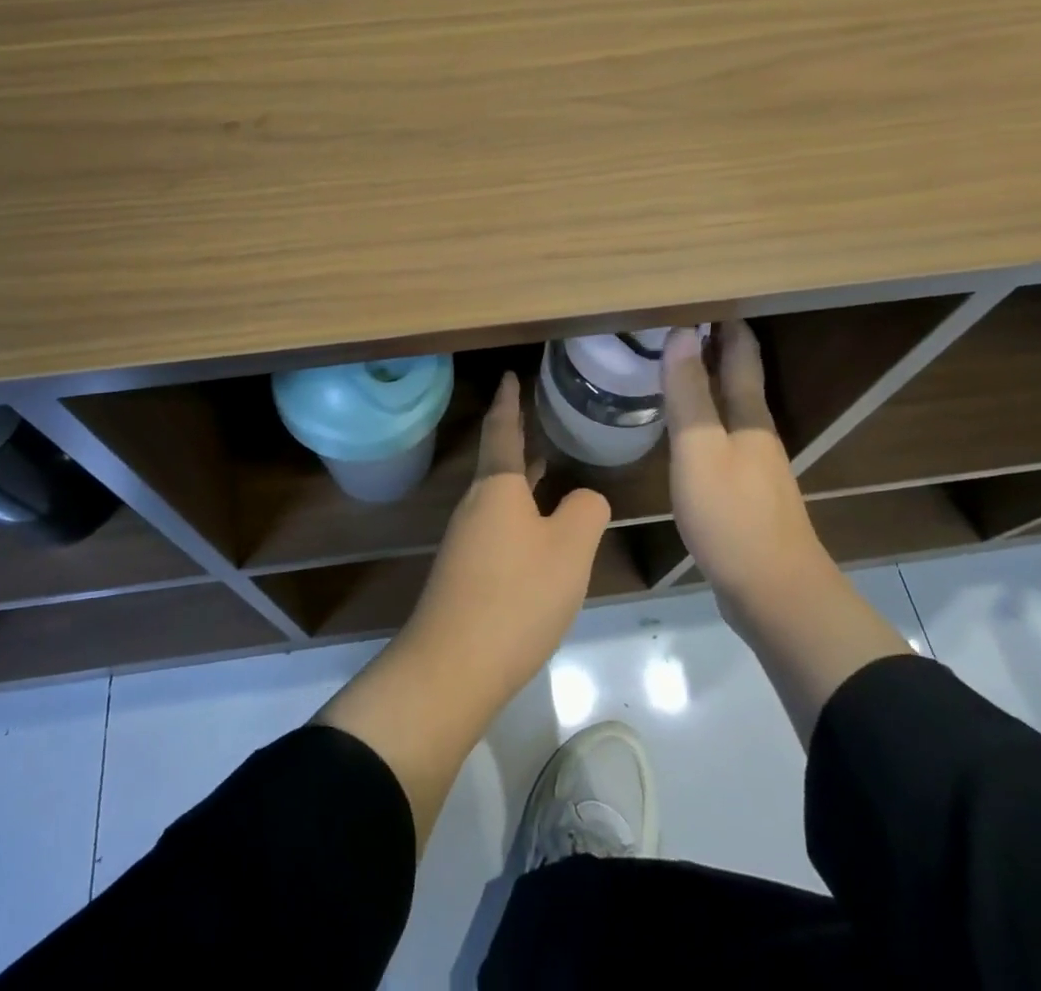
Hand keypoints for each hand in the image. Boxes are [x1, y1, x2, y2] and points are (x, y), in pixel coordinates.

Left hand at [316, 372, 608, 850]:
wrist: (454, 665)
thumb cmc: (516, 595)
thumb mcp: (569, 550)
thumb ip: (586, 512)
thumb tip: (584, 499)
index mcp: (497, 487)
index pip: (502, 430)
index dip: (509, 401)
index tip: (509, 375)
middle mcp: (476, 505)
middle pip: (497, 460)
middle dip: (516, 436)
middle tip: (536, 413)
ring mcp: (467, 540)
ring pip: (499, 495)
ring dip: (520, 476)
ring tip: (545, 462)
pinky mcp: (466, 572)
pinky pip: (499, 525)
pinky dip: (520, 511)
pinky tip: (539, 529)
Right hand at [661, 322, 822, 620]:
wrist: (774, 593)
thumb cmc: (732, 515)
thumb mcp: (700, 449)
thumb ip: (689, 393)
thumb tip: (682, 333)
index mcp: (749, 416)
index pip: (741, 355)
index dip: (726, 324)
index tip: (702, 296)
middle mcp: (756, 433)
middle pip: (739, 378)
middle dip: (716, 347)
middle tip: (678, 324)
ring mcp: (754, 465)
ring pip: (730, 409)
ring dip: (709, 383)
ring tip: (675, 367)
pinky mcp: (745, 494)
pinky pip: (721, 439)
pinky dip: (704, 419)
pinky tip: (684, 430)